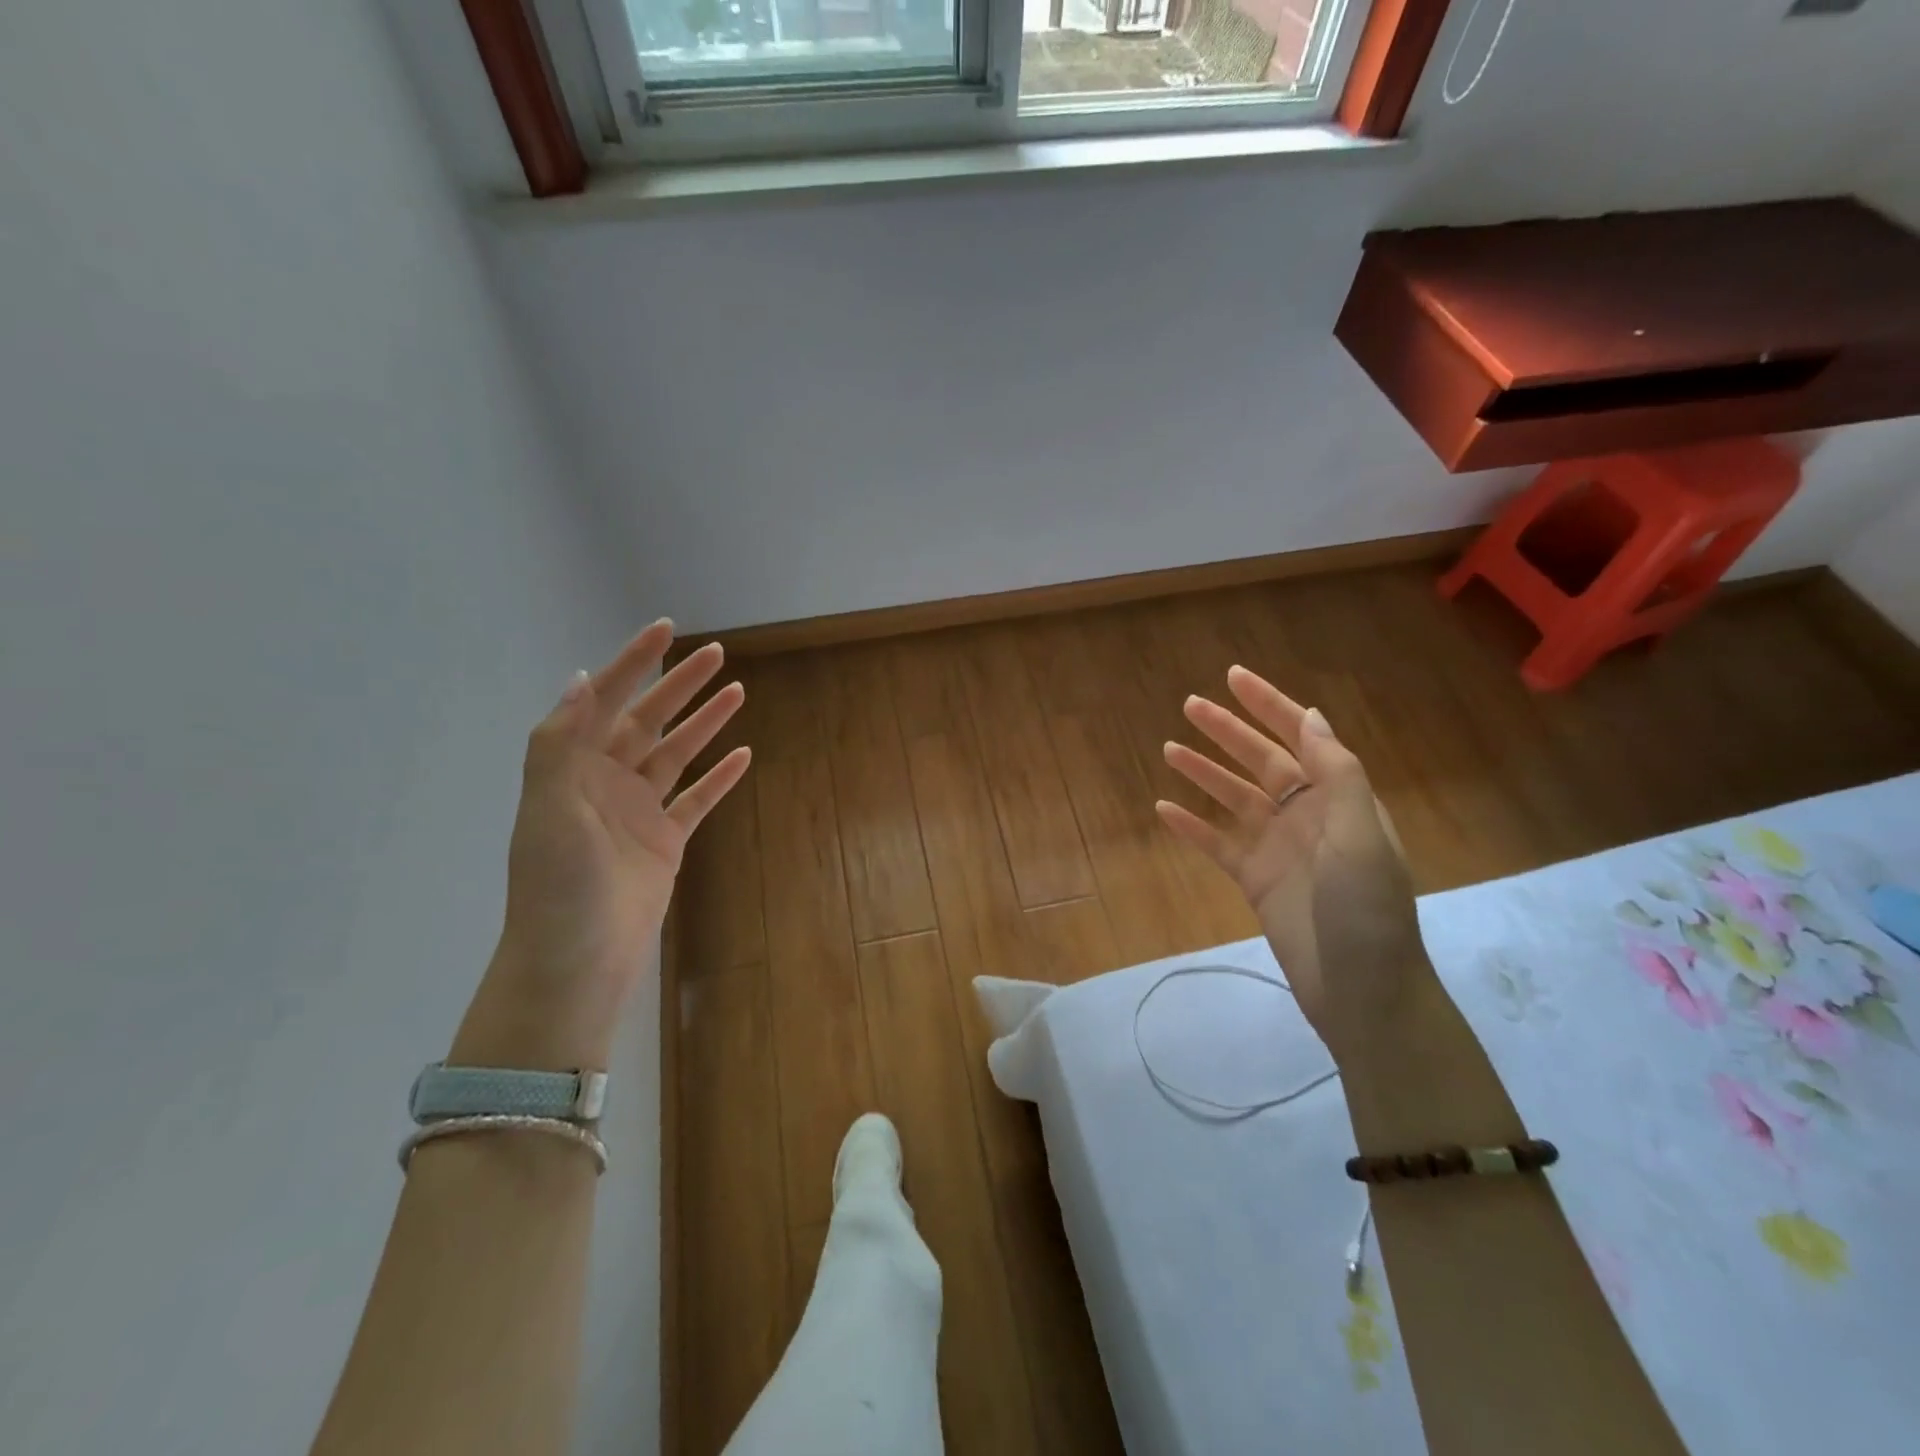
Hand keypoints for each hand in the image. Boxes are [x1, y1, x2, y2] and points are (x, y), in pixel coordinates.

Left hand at [452, 620, 750, 1070]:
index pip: (604, 700)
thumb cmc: (558, 886)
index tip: (665, 629)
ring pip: (676, 754)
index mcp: (573, 769)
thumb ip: (560, 744)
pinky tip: (743, 756)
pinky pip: (697, 800)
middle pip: (648, 720)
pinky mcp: (665, 841)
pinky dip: (719, 778)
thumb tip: (579, 679)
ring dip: (704, 723)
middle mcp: (605, 782)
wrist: (576, 961)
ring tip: (737, 692)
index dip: (633, 663)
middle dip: (679, 685)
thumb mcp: (548, 809)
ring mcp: (637, 812)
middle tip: (717, 654)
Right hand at [1155, 667, 1432, 1066]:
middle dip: (1228, 731)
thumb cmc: (1368, 911)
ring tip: (1168, 748)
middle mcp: (1308, 815)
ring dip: (1204, 772)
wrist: (1362, 992)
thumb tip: (1311, 716)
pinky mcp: (1255, 880)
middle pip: (1261, 761)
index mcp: (1340, 799)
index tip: (1235, 678)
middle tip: (1189, 705)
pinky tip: (1163, 809)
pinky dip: (1191, 826)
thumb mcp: (1360, 836)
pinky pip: (1217, 844)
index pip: (1302, 737)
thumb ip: (1337, 774)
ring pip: (1234, 798)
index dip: (1271, 705)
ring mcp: (1278, 848)